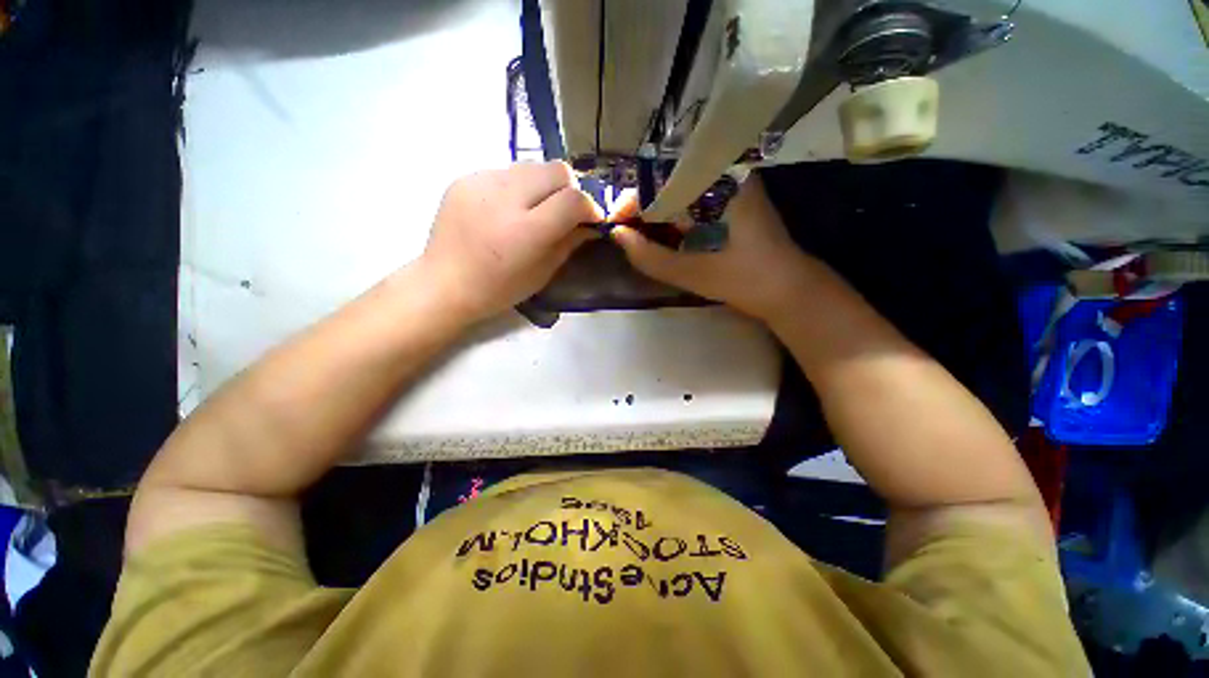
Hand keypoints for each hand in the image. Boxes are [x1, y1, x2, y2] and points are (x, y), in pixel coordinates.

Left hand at [419, 161, 601, 322]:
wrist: (444, 283)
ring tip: (535, 209)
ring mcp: (481, 182)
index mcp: (526, 231)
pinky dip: (518, 186)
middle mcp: (505, 198)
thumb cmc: (498, 289)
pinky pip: (506, 171)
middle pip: (557, 170)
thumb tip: (591, 225)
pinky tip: (508, 209)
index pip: (573, 200)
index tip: (591, 219)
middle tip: (565, 211)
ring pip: (532, 166)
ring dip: (544, 185)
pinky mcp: (466, 177)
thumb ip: (570, 243)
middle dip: (570, 189)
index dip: (590, 207)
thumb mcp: (543, 273)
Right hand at [611, 175, 818, 321]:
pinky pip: (691, 200)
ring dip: (656, 214)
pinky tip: (663, 236)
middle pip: (668, 181)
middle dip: (642, 209)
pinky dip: (673, 217)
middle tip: (625, 236)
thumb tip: (616, 235)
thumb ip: (650, 256)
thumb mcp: (692, 273)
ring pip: (678, 191)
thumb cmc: (744, 280)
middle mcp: (725, 174)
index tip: (615, 226)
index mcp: (720, 183)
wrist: (787, 289)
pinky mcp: (731, 200)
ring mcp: (730, 185)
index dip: (633, 202)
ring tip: (639, 238)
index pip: (662, 180)